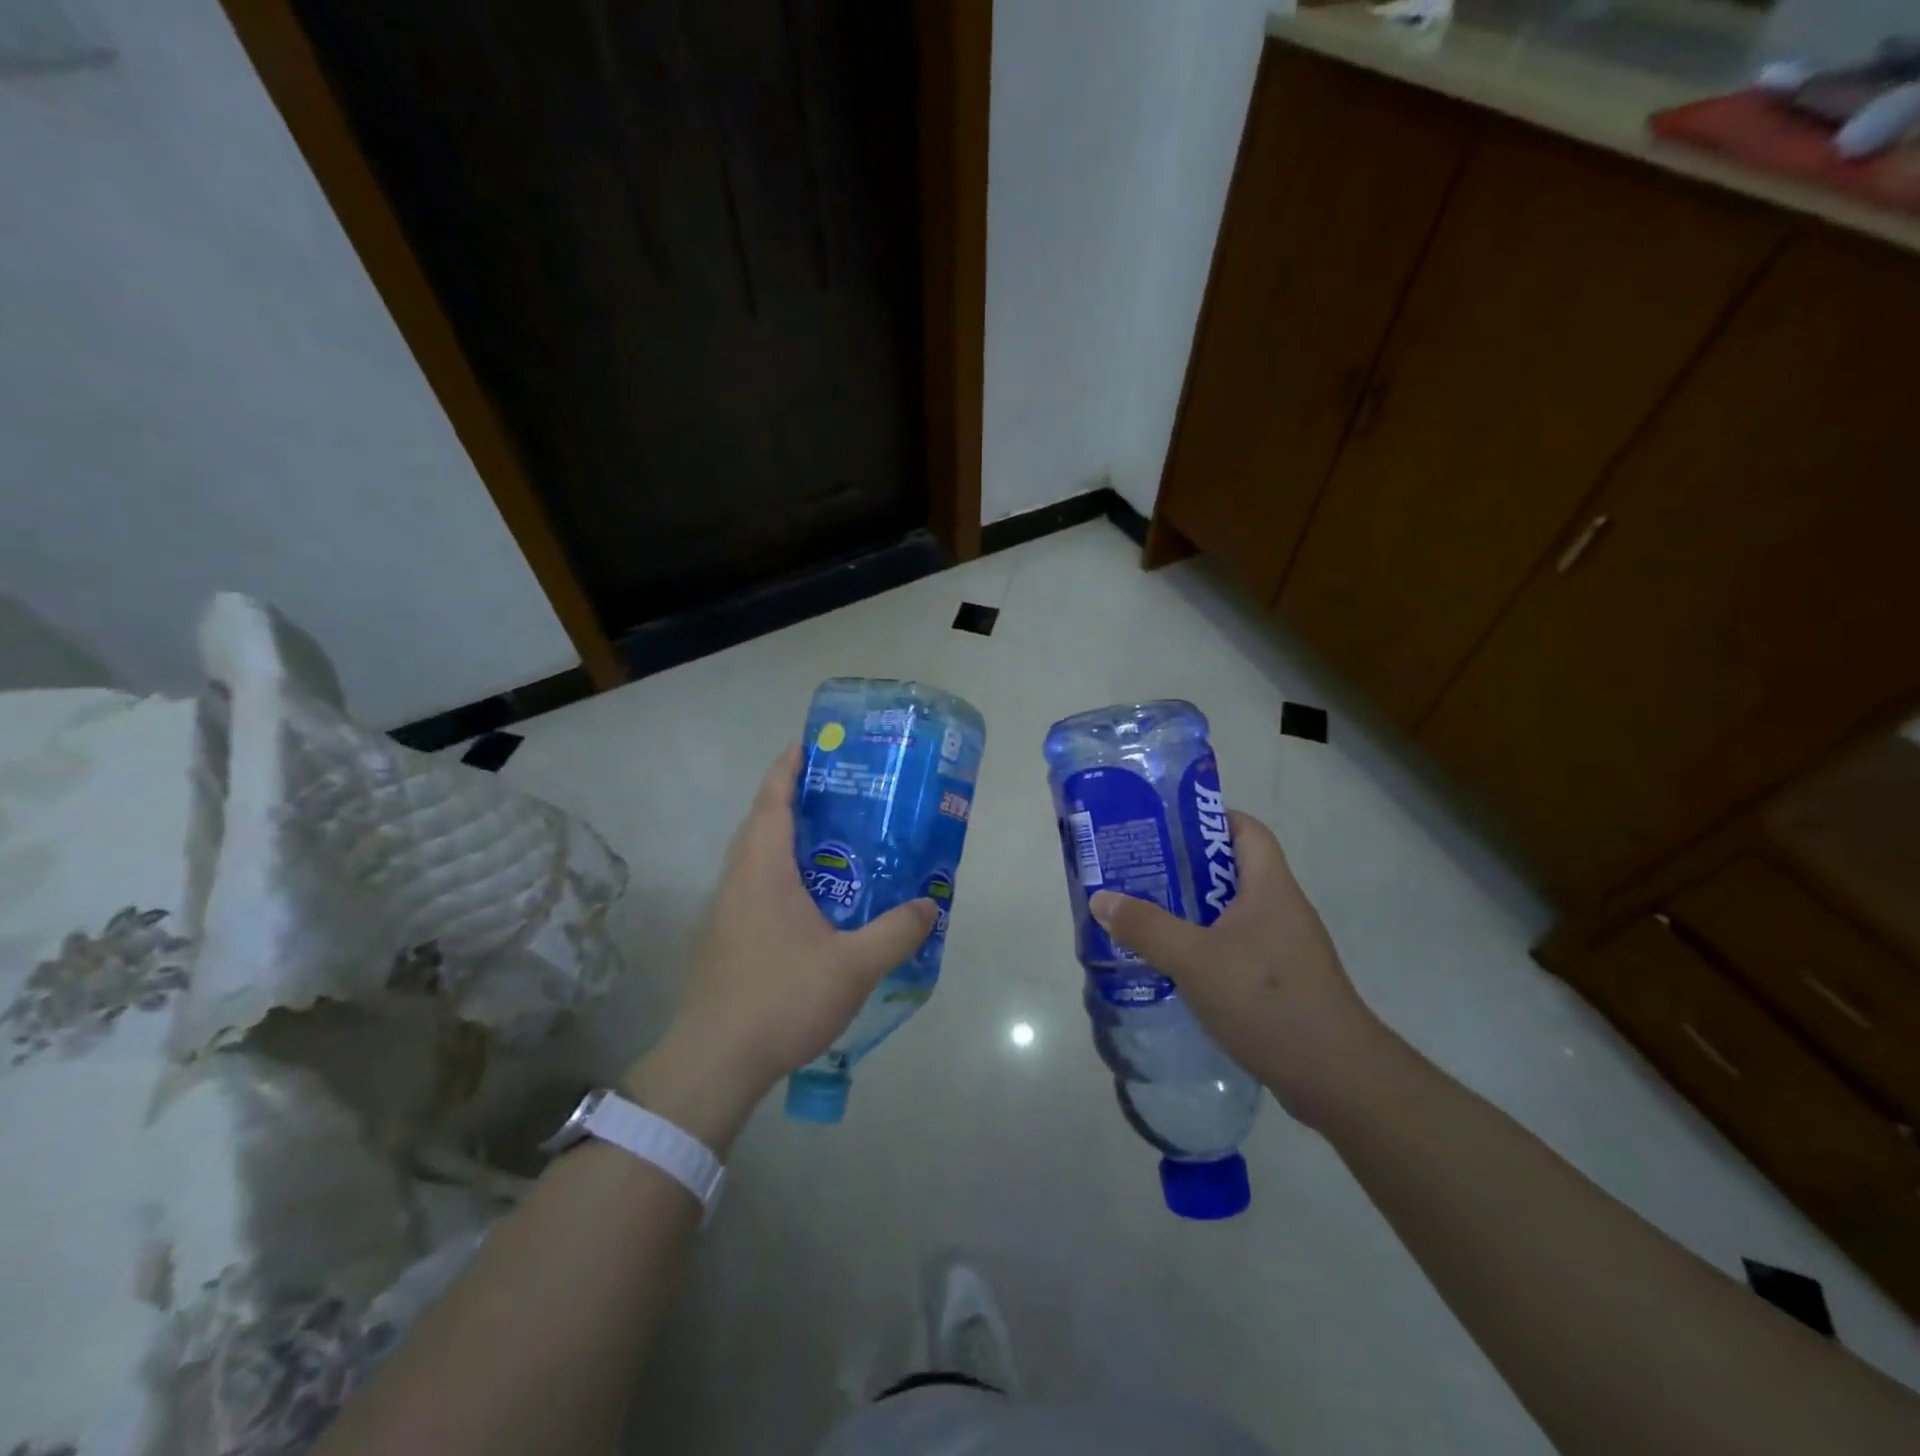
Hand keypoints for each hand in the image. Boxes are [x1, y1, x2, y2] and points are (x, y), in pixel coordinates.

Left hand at [623, 745, 936, 1149]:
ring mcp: (724, 910)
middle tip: (840, 792)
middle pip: (760, 821)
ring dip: (784, 837)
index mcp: (763, 869)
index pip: (772, 799)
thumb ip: (896, 932)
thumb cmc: (781, 998)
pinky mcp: (722, 938)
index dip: (789, 766)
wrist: (713, 1062)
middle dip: (792, 797)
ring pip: (754, 855)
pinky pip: (752, 885)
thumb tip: (931, 904)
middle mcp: (737, 879)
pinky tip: (811, 899)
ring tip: (832, 839)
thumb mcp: (853, 966)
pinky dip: (778, 872)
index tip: (812, 744)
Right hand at [1090, 809, 1389, 1127]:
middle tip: (1139, 872)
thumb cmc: (1268, 1001)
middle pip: (1232, 870)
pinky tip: (1175, 966)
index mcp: (1269, 887)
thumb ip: (1146, 927)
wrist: (1337, 1079)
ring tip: (1145, 916)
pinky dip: (1206, 948)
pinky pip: (1237, 948)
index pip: (1246, 830)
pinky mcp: (1283, 982)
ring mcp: (1285, 948)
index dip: (1209, 818)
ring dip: (1192, 912)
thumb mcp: (1195, 960)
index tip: (1164, 827)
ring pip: (1231, 913)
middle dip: (1185, 868)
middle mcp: (1281, 909)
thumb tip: (1102, 899)